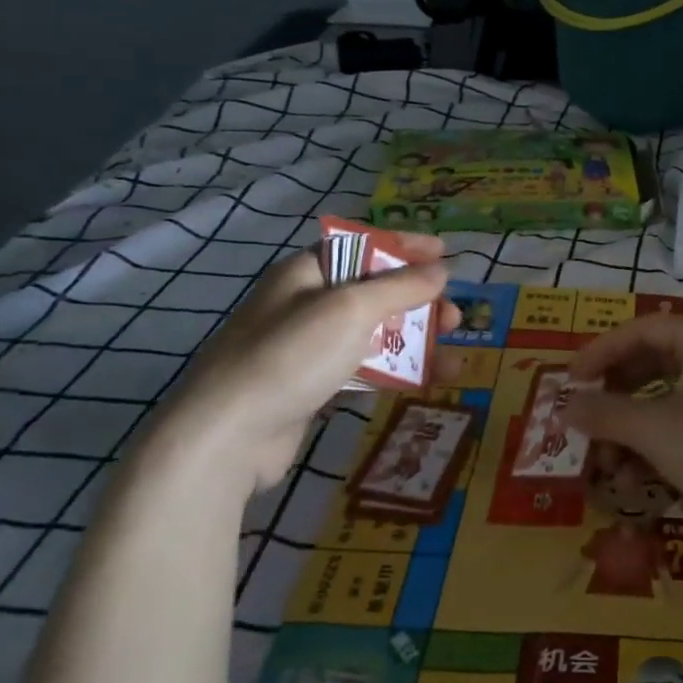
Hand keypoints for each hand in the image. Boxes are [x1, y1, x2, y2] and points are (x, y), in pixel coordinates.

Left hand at [156, 235, 459, 488]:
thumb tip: (441, 270)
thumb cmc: (292, 356)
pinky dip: (398, 370)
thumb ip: (400, 287)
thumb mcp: (352, 309)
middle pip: (376, 291)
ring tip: (454, 355)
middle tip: (455, 317)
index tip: (445, 253)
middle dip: (420, 301)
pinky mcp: (313, 385)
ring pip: (375, 332)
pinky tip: (429, 380)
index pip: (364, 245)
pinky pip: (365, 367)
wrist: (227, 436)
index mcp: (308, 272)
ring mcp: (309, 347)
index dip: (406, 247)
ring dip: (417, 340)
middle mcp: (307, 303)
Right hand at [566, 315, 682, 540]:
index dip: (599, 354)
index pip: (640, 330)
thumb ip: (606, 413)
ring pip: (668, 400)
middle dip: (616, 402)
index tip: (569, 383)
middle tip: (587, 427)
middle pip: (652, 365)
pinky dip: (661, 446)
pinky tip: (641, 482)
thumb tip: (565, 406)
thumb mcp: (656, 430)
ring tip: (612, 470)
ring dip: (634, 432)